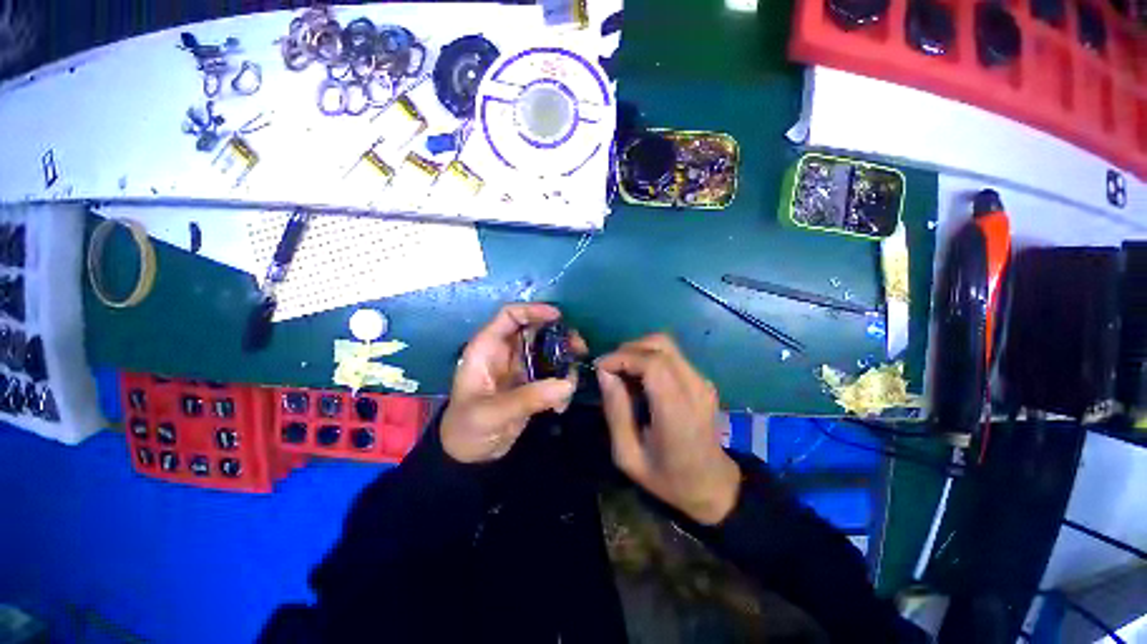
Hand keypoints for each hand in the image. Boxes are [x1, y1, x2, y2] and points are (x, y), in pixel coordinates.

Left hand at [441, 304, 579, 463]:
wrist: (468, 456)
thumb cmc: (467, 427)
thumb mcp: (492, 413)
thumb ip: (529, 397)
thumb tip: (567, 383)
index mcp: (488, 348)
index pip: (510, 316)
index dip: (533, 310)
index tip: (558, 317)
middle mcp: (506, 352)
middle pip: (536, 330)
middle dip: (559, 335)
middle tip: (579, 348)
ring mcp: (520, 368)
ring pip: (548, 351)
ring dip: (565, 360)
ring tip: (573, 379)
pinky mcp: (531, 384)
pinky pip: (553, 374)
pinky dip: (562, 385)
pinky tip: (560, 406)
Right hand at [596, 334, 740, 524]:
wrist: (712, 485)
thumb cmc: (667, 477)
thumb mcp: (628, 455)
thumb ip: (615, 412)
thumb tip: (604, 373)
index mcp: (677, 412)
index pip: (652, 364)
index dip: (622, 357)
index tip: (600, 368)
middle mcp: (694, 389)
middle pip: (660, 345)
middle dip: (627, 350)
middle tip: (609, 370)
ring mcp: (702, 382)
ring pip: (665, 345)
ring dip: (638, 351)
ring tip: (622, 373)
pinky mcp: (702, 380)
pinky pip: (671, 355)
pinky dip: (649, 357)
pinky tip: (639, 379)